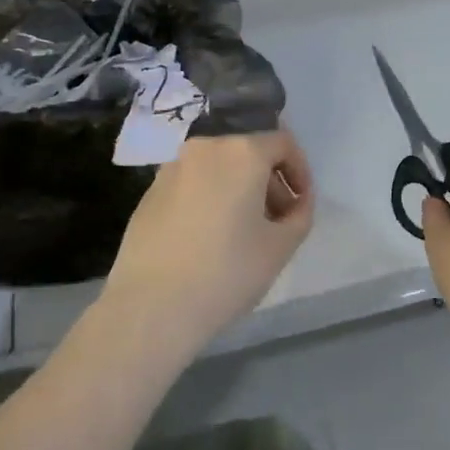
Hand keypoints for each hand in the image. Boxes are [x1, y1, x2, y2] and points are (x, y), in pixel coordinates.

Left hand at [101, 129, 315, 359]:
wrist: (152, 306)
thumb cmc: (227, 272)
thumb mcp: (281, 246)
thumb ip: (299, 214)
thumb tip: (295, 202)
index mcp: (241, 152)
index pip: (283, 144)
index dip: (300, 172)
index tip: (300, 206)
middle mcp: (205, 148)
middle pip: (248, 154)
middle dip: (269, 184)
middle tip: (276, 224)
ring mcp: (172, 169)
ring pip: (218, 169)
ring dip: (238, 192)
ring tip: (242, 235)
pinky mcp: (149, 192)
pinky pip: (192, 186)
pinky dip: (209, 201)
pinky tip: (206, 241)